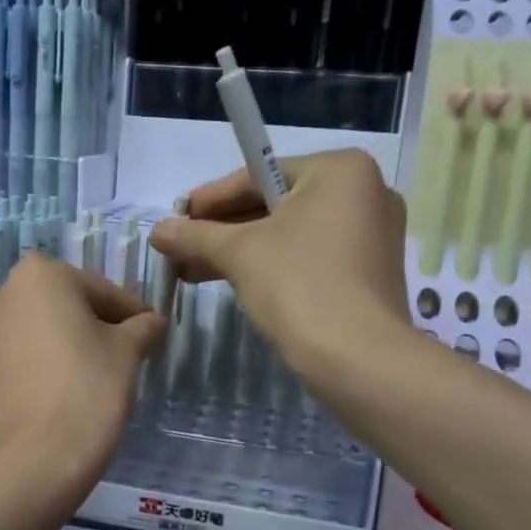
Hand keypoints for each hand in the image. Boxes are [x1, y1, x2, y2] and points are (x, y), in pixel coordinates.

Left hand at [0, 255, 164, 489]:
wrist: (31, 464)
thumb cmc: (87, 393)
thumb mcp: (127, 354)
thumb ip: (141, 327)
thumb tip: (150, 322)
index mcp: (39, 276)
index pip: (100, 291)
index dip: (130, 314)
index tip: (149, 335)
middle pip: (57, 309)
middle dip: (85, 328)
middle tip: (115, 360)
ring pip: (26, 337)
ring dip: (50, 350)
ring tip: (76, 386)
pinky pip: (2, 369)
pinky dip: (22, 378)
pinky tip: (42, 404)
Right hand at [148, 149, 409, 379]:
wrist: (358, 359)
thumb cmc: (299, 286)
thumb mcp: (239, 253)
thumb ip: (196, 235)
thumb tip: (157, 231)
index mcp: (341, 171)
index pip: (259, 175)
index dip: (211, 199)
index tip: (177, 217)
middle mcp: (365, 192)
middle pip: (276, 204)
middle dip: (224, 229)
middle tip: (182, 246)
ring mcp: (372, 233)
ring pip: (291, 234)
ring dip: (242, 251)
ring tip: (192, 270)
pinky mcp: (370, 270)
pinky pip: (310, 255)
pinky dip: (274, 264)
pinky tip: (233, 280)